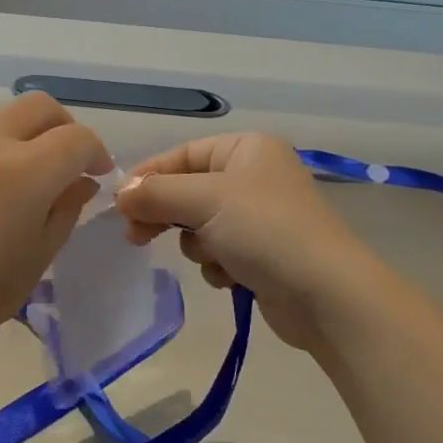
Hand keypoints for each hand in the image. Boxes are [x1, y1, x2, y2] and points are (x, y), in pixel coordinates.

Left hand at [0, 93, 110, 362]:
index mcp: (25, 172)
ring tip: (11, 167)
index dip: (95, 152)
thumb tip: (81, 181)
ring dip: (16, 132)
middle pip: (39, 106)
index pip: (76, 139)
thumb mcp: (38, 256)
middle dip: (61, 127)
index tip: (95, 172)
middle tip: (63, 159)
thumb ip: (66, 208)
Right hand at [114, 132, 379, 349]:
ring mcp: (259, 217)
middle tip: (136, 237)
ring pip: (199, 226)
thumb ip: (157, 193)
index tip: (118, 204)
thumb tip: (121, 194)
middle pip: (188, 191)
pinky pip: (218, 252)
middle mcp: (254, 176)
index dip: (149, 177)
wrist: (324, 293)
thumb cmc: (265, 230)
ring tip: (214, 258)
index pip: (183, 154)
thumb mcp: (205, 200)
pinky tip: (232, 277)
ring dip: (197, 245)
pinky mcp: (262, 253)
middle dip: (166, 215)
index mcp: (247, 149)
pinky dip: (217, 265)